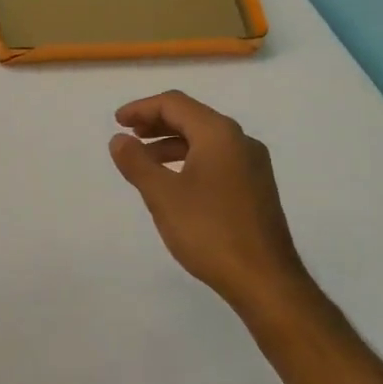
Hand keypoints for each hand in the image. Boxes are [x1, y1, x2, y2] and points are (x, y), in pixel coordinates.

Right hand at [109, 90, 313, 324]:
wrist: (265, 279)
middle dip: (156, 122)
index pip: (175, 104)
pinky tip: (174, 182)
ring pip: (205, 140)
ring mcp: (252, 165)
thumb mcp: (162, 195)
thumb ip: (137, 162)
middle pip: (192, 117)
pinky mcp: (256, 187)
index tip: (117, 122)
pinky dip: (189, 159)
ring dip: (171, 143)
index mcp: (219, 134)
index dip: (142, 108)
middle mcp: (240, 141)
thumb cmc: (209, 231)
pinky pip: (217, 159)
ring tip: (144, 160)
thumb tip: (119, 140)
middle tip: (127, 135)